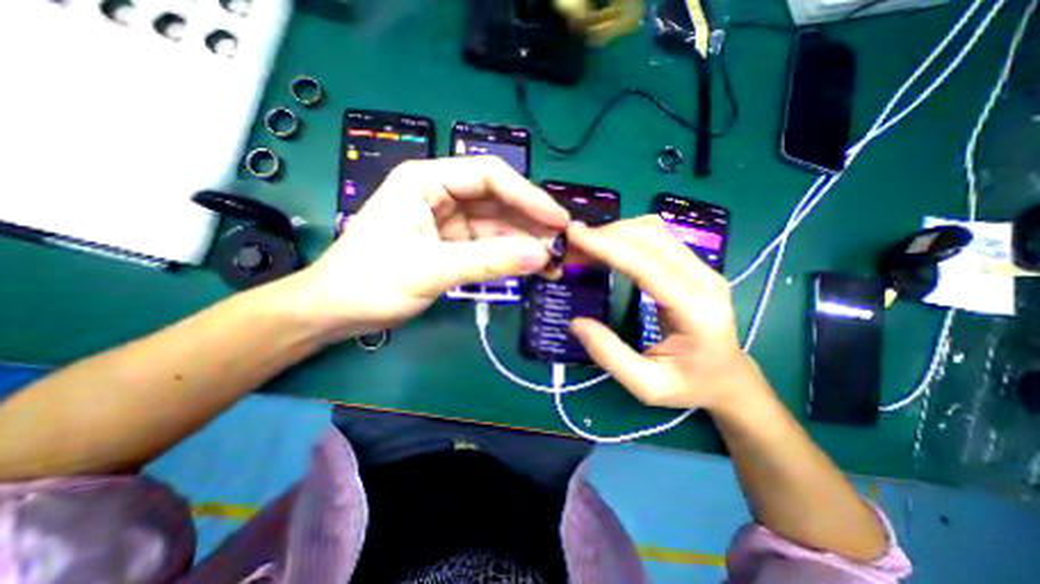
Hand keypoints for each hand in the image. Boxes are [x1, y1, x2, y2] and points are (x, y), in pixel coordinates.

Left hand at [282, 157, 568, 340]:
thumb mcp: (430, 268)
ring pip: (498, 225)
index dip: (528, 196)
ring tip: (554, 261)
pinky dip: (511, 256)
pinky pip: (490, 245)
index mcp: (426, 181)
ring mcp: (449, 221)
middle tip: (562, 245)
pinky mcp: (453, 245)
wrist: (337, 311)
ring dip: (526, 242)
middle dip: (531, 222)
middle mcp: (441, 194)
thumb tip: (540, 255)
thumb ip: (487, 261)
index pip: (489, 176)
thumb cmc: (370, 282)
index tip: (558, 220)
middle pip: (498, 200)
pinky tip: (531, 266)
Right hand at [568, 217, 761, 412]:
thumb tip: (575, 323)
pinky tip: (609, 247)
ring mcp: (703, 268)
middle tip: (572, 245)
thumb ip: (610, 355)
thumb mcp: (647, 385)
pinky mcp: (695, 266)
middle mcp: (704, 279)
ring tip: (586, 245)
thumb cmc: (691, 386)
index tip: (574, 236)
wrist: (730, 379)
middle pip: (652, 237)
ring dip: (617, 232)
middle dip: (607, 234)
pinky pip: (658, 238)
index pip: (647, 265)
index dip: (608, 246)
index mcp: (695, 310)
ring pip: (655, 231)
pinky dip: (628, 236)